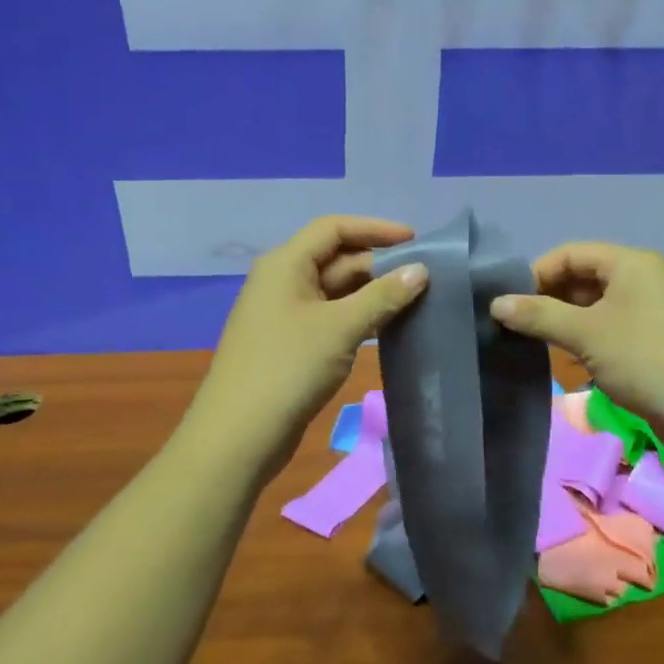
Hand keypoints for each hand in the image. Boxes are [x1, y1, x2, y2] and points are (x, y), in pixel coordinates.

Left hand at [186, 216, 428, 484]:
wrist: (239, 435)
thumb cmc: (288, 368)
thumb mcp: (341, 327)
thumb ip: (383, 295)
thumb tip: (421, 270)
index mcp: (285, 264)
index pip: (333, 228)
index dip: (375, 229)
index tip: (416, 240)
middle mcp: (282, 281)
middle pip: (336, 259)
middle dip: (378, 265)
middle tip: (424, 278)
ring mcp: (285, 314)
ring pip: (335, 291)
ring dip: (371, 294)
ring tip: (415, 301)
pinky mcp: (290, 344)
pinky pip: (330, 317)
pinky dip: (358, 317)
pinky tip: (388, 328)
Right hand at [489, 243, 663, 439]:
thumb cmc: (644, 359)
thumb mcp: (585, 333)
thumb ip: (538, 315)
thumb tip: (496, 303)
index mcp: (629, 262)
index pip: (569, 253)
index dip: (536, 274)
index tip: (510, 304)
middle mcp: (643, 278)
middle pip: (584, 277)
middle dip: (550, 298)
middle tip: (520, 326)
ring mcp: (653, 309)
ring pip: (597, 305)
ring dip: (567, 320)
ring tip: (540, 343)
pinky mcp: (658, 339)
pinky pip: (613, 326)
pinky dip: (589, 337)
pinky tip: (574, 360)